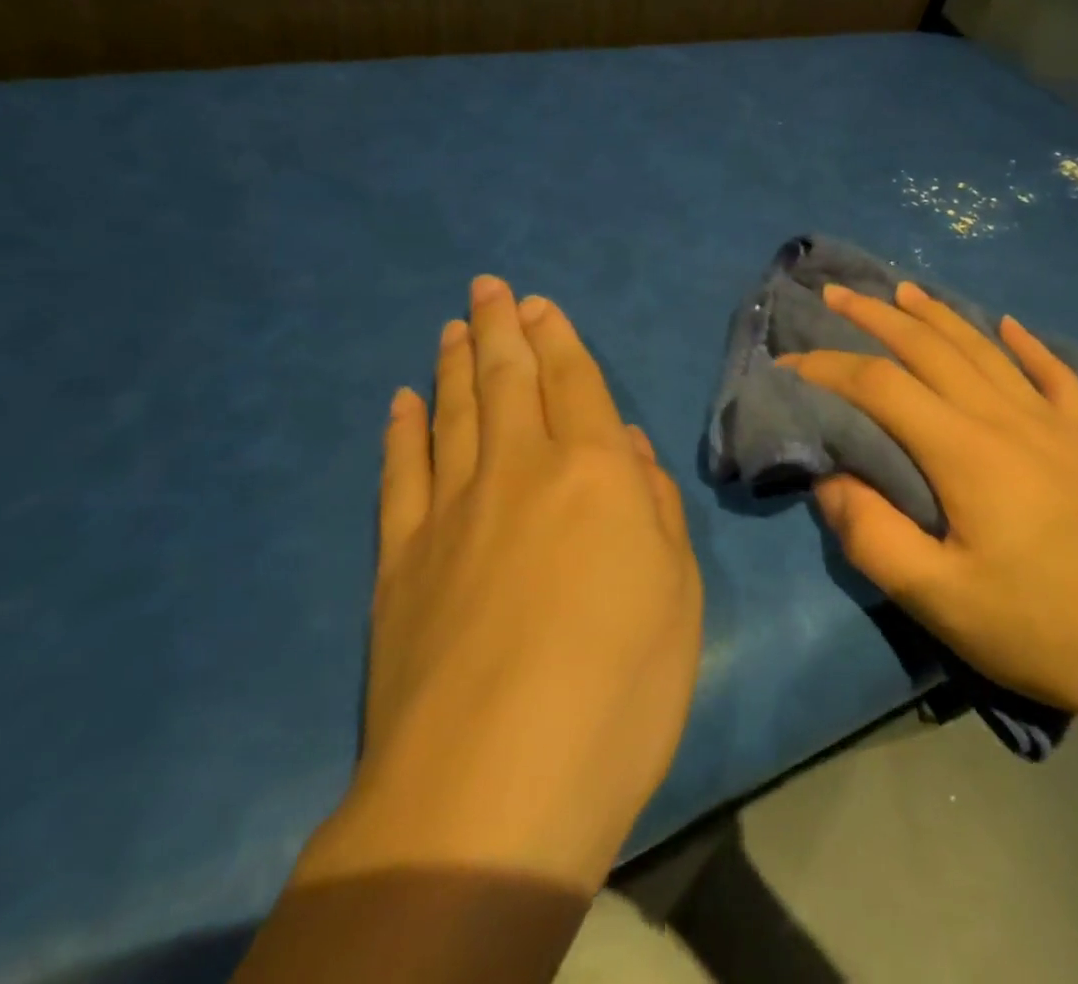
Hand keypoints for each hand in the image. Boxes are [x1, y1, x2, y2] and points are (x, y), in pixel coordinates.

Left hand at [300, 275, 702, 894]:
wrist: (492, 788)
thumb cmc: (618, 688)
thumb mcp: (678, 594)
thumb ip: (654, 508)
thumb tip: (628, 449)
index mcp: (595, 474)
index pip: (575, 384)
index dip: (557, 338)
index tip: (538, 304)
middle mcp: (520, 470)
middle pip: (507, 380)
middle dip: (501, 327)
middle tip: (488, 288)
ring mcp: (451, 510)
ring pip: (453, 413)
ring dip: (455, 363)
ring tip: (453, 325)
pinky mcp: (400, 558)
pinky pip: (400, 472)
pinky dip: (402, 430)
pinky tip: (402, 402)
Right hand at [779, 281, 1077, 739]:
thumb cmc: (1045, 626)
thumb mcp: (941, 600)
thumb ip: (872, 536)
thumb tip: (828, 479)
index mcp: (963, 449)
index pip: (879, 386)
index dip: (827, 367)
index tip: (788, 363)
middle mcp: (1005, 416)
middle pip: (929, 347)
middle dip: (876, 316)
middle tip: (837, 293)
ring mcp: (1056, 421)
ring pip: (984, 348)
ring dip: (938, 315)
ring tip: (905, 289)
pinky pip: (1055, 374)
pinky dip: (1027, 345)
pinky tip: (1010, 325)